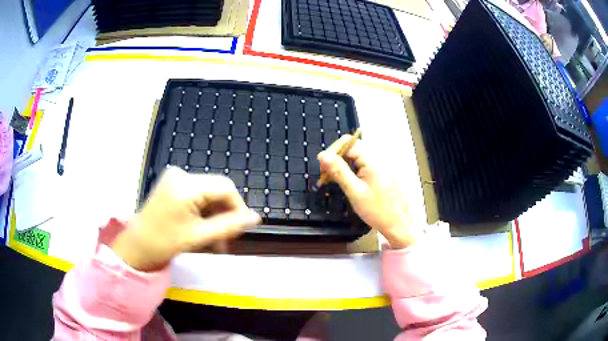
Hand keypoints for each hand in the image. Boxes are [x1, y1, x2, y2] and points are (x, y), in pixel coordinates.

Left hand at [112, 167, 260, 271]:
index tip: (241, 229)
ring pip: (208, 193)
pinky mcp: (172, 184)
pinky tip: (203, 228)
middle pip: (217, 189)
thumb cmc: (165, 243)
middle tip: (227, 239)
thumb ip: (229, 226)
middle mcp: (181, 174)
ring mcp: (175, 178)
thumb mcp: (200, 236)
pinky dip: (204, 211)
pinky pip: (197, 195)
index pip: (225, 187)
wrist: (137, 246)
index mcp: (186, 185)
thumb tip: (256, 218)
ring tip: (215, 239)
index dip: (238, 208)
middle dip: (225, 214)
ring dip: (215, 215)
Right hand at [318, 136, 422, 248]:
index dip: (333, 151)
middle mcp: (379, 156)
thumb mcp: (354, 191)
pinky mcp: (383, 170)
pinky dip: (353, 168)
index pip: (348, 143)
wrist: (399, 224)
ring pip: (358, 155)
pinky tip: (347, 180)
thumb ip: (338, 171)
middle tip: (325, 175)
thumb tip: (322, 154)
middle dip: (337, 157)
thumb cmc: (377, 210)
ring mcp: (383, 163)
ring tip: (334, 179)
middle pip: (353, 147)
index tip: (322, 167)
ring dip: (344, 163)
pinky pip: (364, 163)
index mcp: (373, 159)